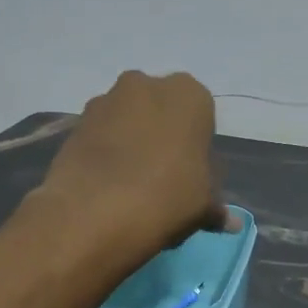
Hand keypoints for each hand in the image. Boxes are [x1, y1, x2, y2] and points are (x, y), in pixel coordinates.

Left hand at [40, 71, 226, 253]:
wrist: (96, 212)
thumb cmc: (168, 197)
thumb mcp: (204, 206)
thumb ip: (217, 208)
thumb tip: (232, 223)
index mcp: (189, 95)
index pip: (203, 116)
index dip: (198, 147)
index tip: (194, 174)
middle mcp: (146, 84)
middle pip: (162, 111)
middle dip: (164, 137)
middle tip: (166, 178)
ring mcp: (106, 100)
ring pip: (129, 120)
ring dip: (133, 143)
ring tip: (133, 185)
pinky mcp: (76, 122)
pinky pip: (102, 135)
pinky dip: (107, 153)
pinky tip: (109, 186)